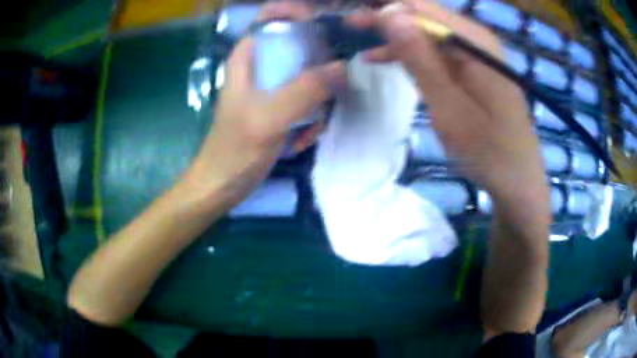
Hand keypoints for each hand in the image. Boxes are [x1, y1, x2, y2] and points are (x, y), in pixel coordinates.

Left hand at [181, 1, 344, 210]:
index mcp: (249, 56)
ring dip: (317, 105)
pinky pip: (307, 101)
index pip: (274, 17)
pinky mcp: (280, 108)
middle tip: (324, 98)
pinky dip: (310, 121)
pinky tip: (300, 141)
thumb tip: (342, 67)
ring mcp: (272, 88)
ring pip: (310, 77)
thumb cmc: (234, 151)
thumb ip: (305, 90)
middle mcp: (262, 65)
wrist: (222, 186)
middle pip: (302, 47)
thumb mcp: (269, 118)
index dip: (299, 15)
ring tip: (306, 131)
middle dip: (319, 72)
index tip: (325, 29)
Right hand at [347, 1, 547, 202]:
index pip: (421, 8)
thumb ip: (421, 58)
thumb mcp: (449, 106)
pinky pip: (438, 52)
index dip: (387, 9)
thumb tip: (390, 15)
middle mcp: (476, 39)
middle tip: (351, 23)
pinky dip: (414, 56)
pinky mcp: (474, 69)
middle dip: (388, 19)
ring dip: (397, 38)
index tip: (354, 17)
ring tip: (364, 42)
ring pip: (429, 35)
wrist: (517, 178)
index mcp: (473, 41)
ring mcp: (476, 54)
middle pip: (425, 17)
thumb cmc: (487, 149)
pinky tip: (389, 60)